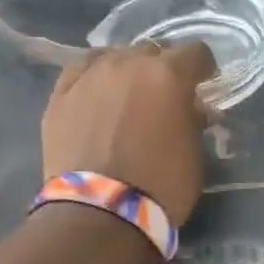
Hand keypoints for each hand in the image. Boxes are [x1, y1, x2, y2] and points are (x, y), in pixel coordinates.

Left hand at [40, 42, 215, 222]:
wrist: (99, 213)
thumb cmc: (161, 185)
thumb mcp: (195, 152)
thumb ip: (193, 120)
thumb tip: (191, 109)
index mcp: (168, 75)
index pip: (195, 53)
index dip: (203, 68)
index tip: (203, 85)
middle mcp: (128, 63)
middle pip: (152, 50)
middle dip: (162, 68)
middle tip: (164, 96)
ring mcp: (90, 76)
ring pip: (114, 56)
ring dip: (127, 70)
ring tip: (127, 96)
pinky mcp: (60, 94)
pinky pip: (82, 70)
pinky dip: (95, 77)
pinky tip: (97, 95)